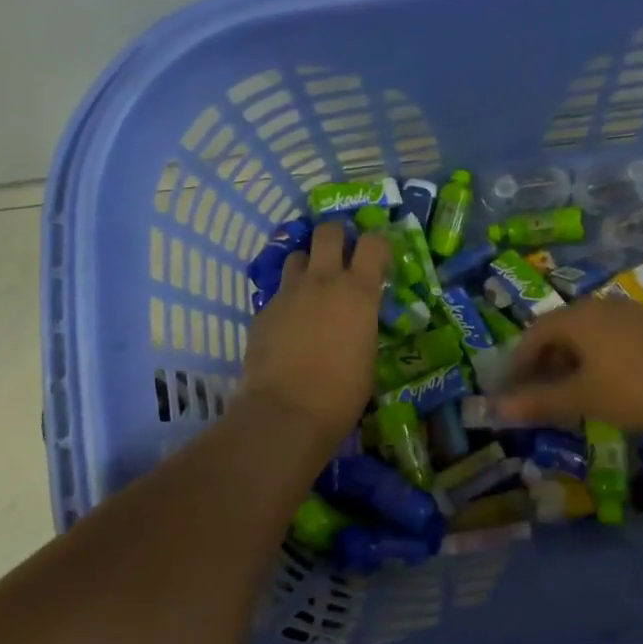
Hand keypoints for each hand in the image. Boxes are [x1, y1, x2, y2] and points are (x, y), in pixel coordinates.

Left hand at [242, 222, 389, 444]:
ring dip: (307, 265)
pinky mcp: (263, 309)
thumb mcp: (367, 355)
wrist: (286, 411)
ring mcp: (289, 292)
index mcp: (359, 292)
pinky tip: (289, 325)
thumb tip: (357, 321)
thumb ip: (363, 325)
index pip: (374, 242)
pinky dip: (287, 300)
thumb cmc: (342, 393)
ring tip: (311, 287)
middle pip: (328, 231)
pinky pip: (278, 292)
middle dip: (336, 236)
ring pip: (297, 256)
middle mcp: (323, 281)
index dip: (378, 245)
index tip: (378, 260)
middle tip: (341, 255)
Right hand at [498, 299, 642, 434]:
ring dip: (569, 362)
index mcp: (578, 316)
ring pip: (586, 335)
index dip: (517, 363)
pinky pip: (609, 338)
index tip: (508, 390)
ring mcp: (629, 314)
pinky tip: (602, 384)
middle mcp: (600, 306)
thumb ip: (538, 402)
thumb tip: (494, 408)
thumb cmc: (636, 391)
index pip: (534, 334)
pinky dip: (594, 359)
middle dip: (542, 363)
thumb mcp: (583, 399)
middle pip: (559, 331)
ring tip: (566, 393)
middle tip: (534, 394)